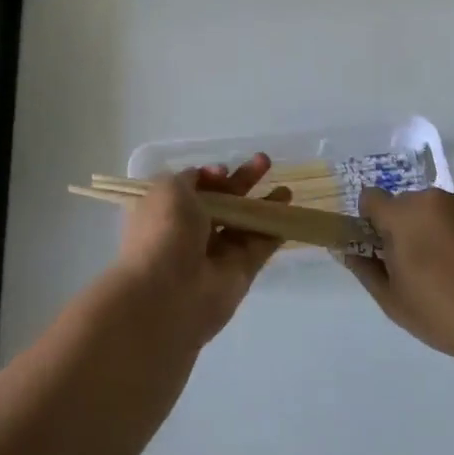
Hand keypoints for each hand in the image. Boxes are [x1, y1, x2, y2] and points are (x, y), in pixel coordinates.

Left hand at [109, 157, 287, 347]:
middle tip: (264, 161)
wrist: (167, 293)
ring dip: (263, 205)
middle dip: (243, 181)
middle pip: (224, 201)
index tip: (223, 170)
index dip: (211, 176)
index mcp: (169, 210)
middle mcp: (192, 231)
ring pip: (244, 223)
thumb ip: (192, 178)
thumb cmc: (164, 231)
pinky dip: (273, 231)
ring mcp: (217, 253)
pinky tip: (289, 214)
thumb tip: (210, 176)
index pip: (195, 188)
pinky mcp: (239, 273)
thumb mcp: (169, 188)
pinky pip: (259, 247)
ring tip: (285, 190)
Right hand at [345, 187, 453, 369]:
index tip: (384, 250)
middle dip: (408, 228)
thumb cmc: (446, 314)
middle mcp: (433, 198)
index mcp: (403, 215)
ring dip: (438, 230)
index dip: (371, 222)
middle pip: (407, 206)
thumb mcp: (394, 302)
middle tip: (421, 269)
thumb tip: (346, 250)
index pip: (371, 199)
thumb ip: (365, 270)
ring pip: (440, 211)